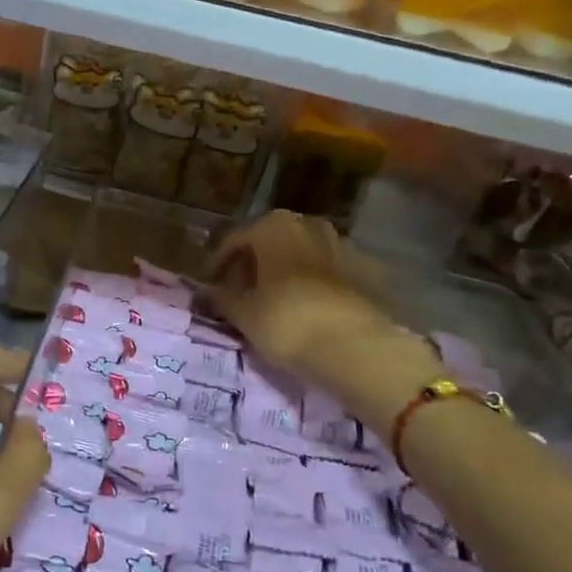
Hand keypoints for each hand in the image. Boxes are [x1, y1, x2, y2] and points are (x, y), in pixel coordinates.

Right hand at [201, 210, 401, 375]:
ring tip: (275, 301)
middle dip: (256, 264)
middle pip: (272, 242)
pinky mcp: (366, 271)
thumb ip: (221, 299)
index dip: (219, 264)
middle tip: (243, 293)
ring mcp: (341, 245)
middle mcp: (308, 225)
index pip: (235, 240)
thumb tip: (205, 293)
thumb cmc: (285, 321)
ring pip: (302, 254)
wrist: (353, 346)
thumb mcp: (243, 314)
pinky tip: (307, 308)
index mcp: (273, 226)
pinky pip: (328, 272)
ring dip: (286, 272)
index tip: (211, 287)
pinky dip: (314, 285)